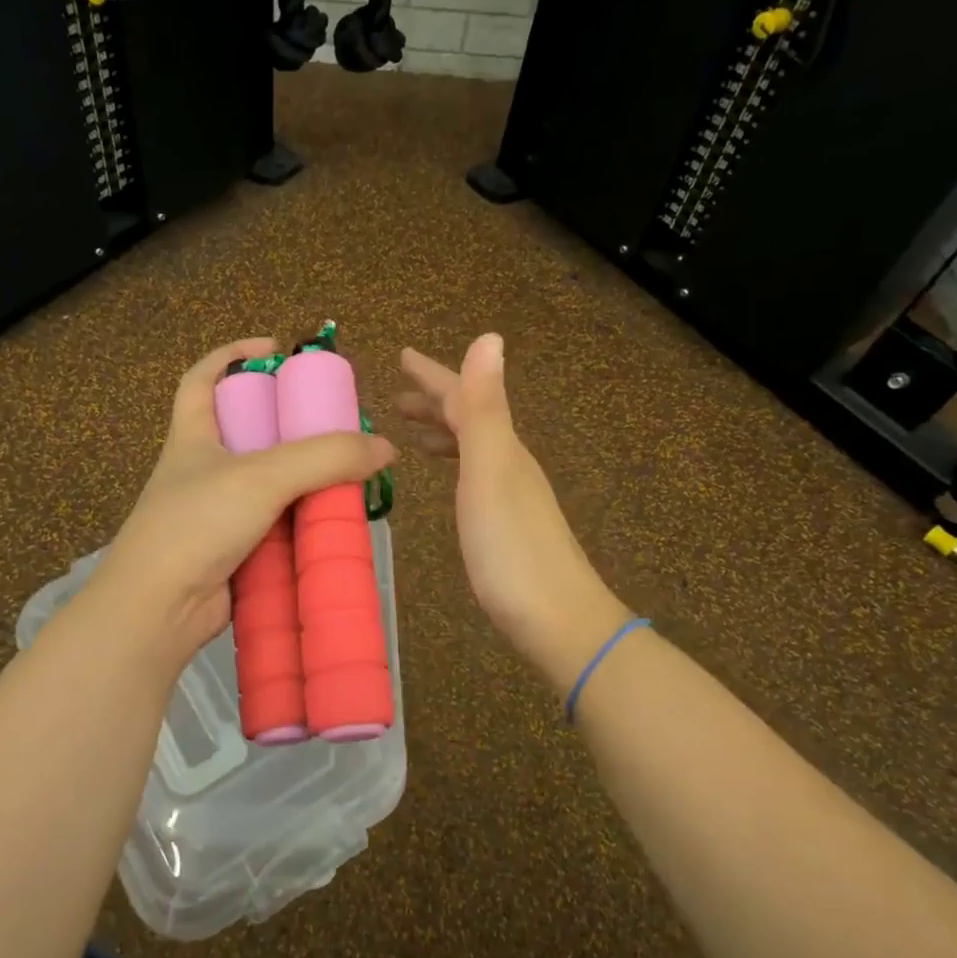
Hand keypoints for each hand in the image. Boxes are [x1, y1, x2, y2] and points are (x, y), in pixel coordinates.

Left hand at [91, 337, 397, 670]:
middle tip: (333, 423)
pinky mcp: (235, 551)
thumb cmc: (197, 524)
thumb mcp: (262, 476)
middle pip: (249, 431)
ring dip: (304, 478)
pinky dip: (302, 521)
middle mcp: (205, 469)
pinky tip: (334, 521)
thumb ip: (325, 457)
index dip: (231, 354)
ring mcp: (219, 513)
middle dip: (289, 423)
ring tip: (348, 472)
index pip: (202, 379)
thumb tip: (385, 448)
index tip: (274, 348)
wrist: (159, 610)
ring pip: (269, 483)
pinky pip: (276, 525)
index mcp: (193, 436)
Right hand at [397, 336, 627, 687]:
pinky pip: (476, 479)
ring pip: (473, 450)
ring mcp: (511, 496)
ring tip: (415, 435)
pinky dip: (457, 467)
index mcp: (501, 446)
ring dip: (445, 433)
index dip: (432, 374)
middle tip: (398, 397)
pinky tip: (451, 484)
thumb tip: (489, 337)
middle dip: (434, 402)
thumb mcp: (491, 470)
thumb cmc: (511, 548)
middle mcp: (509, 463)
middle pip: (470, 420)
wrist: (558, 620)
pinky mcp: (507, 527)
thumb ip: (484, 409)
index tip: (402, 355)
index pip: (463, 396)